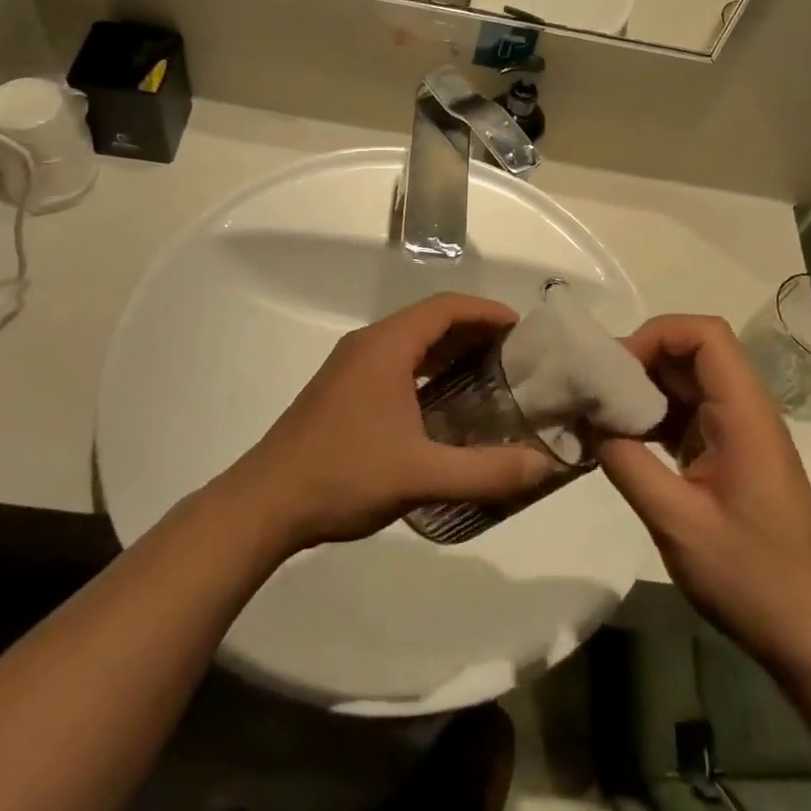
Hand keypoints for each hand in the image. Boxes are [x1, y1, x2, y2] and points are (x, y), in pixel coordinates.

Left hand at [226, 294, 552, 549]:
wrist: (265, 503)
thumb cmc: (344, 475)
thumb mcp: (422, 475)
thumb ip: (487, 470)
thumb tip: (545, 465)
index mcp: (386, 346)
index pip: (446, 307)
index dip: (486, 311)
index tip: (521, 329)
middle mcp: (368, 344)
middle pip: (429, 320)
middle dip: (473, 330)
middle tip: (514, 354)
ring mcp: (350, 366)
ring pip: (410, 342)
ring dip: (448, 350)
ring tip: (488, 374)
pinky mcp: (341, 389)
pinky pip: (394, 362)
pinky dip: (426, 369)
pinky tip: (443, 403)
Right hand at [598, 316, 810, 669]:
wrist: (808, 634)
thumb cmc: (750, 577)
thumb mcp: (676, 522)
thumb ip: (627, 463)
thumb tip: (588, 420)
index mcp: (744, 414)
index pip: (705, 335)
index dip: (656, 335)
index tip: (616, 369)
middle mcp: (746, 411)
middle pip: (693, 353)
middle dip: (641, 361)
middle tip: (596, 390)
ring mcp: (740, 434)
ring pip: (688, 383)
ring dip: (645, 390)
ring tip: (602, 414)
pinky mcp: (731, 456)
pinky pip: (689, 415)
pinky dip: (655, 418)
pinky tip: (624, 442)